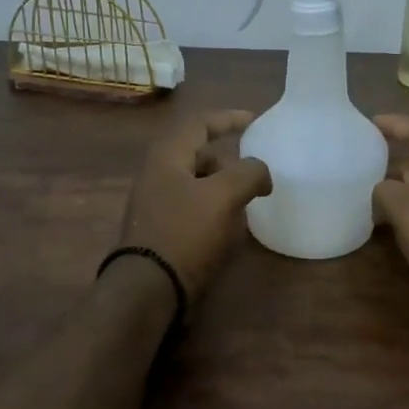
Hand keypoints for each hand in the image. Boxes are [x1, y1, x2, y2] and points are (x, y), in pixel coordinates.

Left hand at [116, 110, 272, 298]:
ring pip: (197, 183)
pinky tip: (228, 227)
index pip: (200, 123)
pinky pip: (193, 207)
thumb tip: (260, 171)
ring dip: (223, 187)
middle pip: (198, 154)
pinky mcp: (162, 230)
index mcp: (167, 156)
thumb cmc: (185, 233)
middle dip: (229, 161)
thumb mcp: (223, 196)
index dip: (229, 118)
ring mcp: (156, 204)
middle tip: (254, 175)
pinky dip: (214, 208)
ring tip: (246, 202)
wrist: (149, 289)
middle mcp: (157, 174)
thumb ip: (247, 173)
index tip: (255, 120)